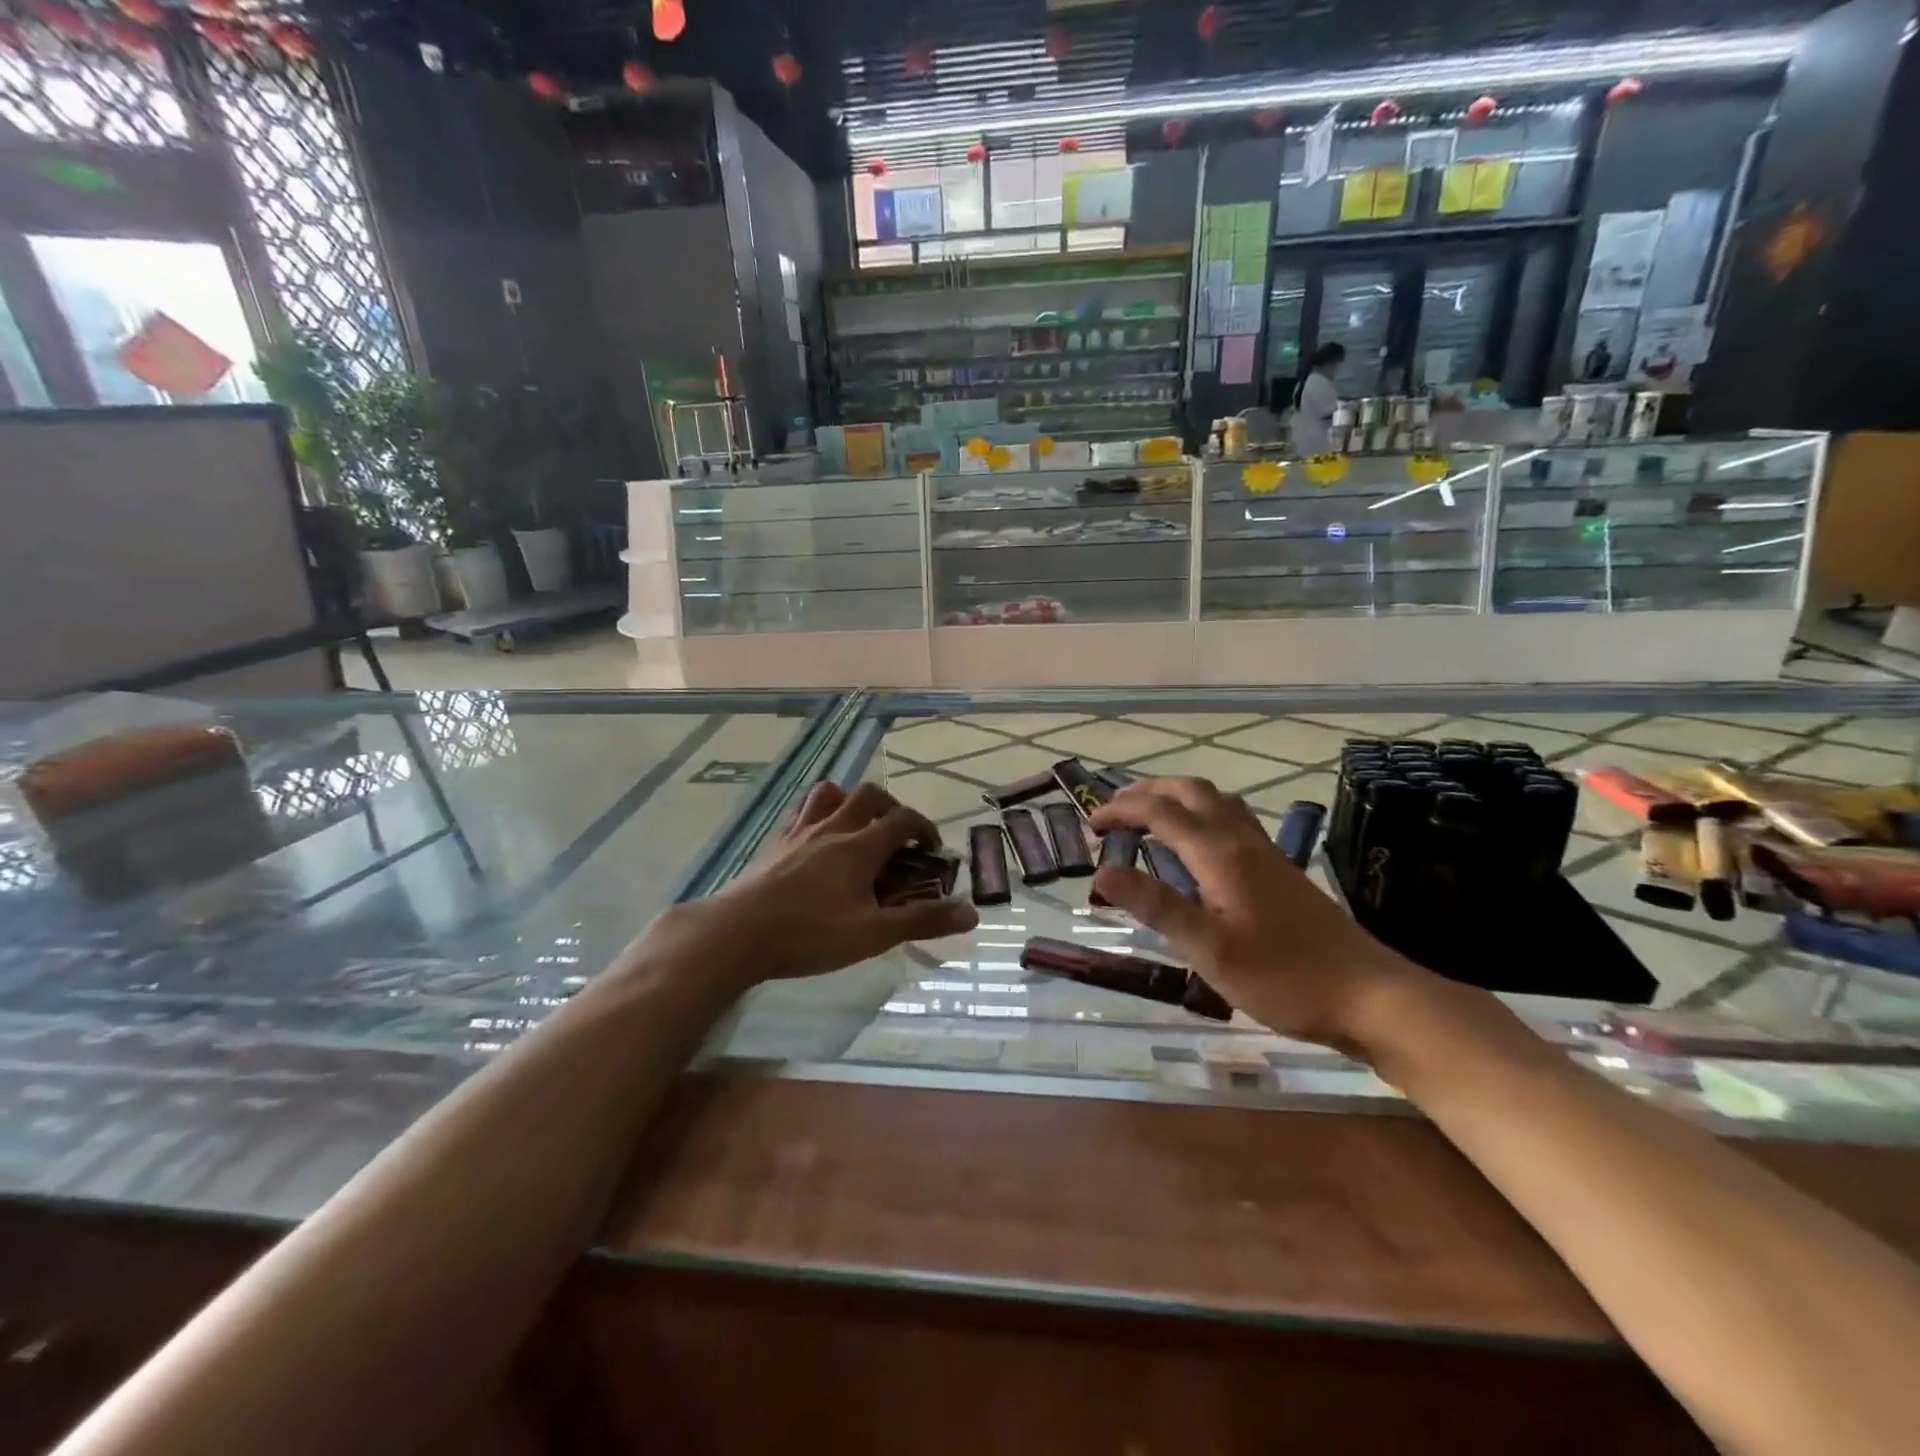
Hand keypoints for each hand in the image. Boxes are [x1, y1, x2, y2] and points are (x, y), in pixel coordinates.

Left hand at [676, 781, 977, 984]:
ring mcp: (801, 832)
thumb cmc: (810, 934)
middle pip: (869, 795)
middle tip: (898, 835)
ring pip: (830, 794)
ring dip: (851, 801)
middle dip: (891, 807)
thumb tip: (971, 912)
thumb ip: (922, 921)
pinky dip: (818, 814)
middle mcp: (833, 828)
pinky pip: (802, 813)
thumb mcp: (873, 934)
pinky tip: (817, 840)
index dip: (924, 829)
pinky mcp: (776, 844)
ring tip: (858, 827)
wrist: (738, 933)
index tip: (933, 849)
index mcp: (860, 846)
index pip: (903, 820)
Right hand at [1088, 777, 1425, 1051]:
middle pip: (1191, 792)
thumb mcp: (1209, 948)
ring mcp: (1266, 853)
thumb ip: (1155, 905)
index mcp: (1220, 854)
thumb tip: (1100, 872)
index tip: (1089, 824)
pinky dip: (1201, 814)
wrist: (1370, 996)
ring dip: (1177, 798)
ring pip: (1216, 802)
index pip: (1160, 813)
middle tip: (1115, 810)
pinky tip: (1198, 846)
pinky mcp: (1280, 870)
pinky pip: (1231, 820)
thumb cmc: (1283, 977)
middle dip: (1148, 792)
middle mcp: (1242, 841)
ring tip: (1150, 817)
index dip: (1121, 811)